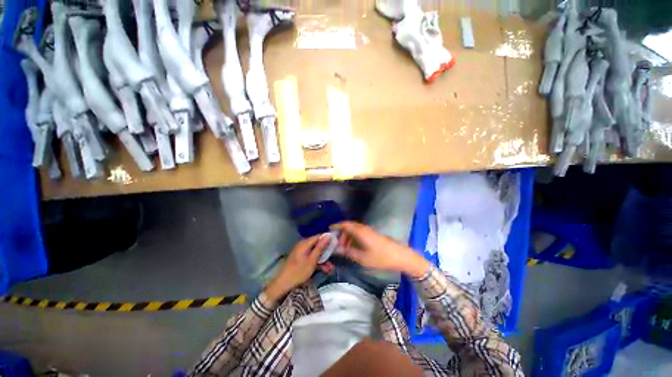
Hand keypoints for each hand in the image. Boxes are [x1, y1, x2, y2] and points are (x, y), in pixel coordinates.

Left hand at [264, 235, 329, 300]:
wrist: (283, 285)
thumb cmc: (298, 272)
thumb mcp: (312, 260)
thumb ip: (320, 247)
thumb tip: (327, 235)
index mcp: (305, 243)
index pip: (319, 236)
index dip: (328, 239)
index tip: (336, 243)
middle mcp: (303, 245)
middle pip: (318, 245)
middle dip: (327, 252)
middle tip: (335, 257)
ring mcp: (302, 252)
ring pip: (316, 252)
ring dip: (323, 259)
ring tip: (331, 268)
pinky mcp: (301, 259)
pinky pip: (311, 257)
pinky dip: (317, 262)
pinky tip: (324, 270)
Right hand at [333, 221, 429, 277]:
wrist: (399, 256)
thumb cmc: (380, 257)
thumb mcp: (362, 257)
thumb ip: (348, 252)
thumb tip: (336, 250)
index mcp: (360, 231)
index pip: (345, 224)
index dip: (336, 226)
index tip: (329, 230)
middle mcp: (363, 228)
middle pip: (349, 227)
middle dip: (341, 234)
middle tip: (336, 244)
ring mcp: (369, 231)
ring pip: (354, 231)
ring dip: (348, 237)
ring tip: (344, 248)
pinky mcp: (372, 235)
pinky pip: (359, 234)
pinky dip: (354, 239)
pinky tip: (353, 248)